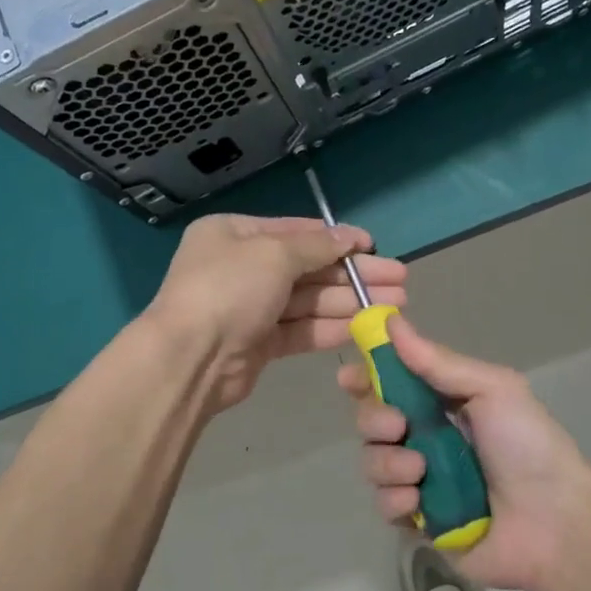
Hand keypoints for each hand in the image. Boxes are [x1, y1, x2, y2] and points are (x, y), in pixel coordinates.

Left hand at [146, 214, 406, 412]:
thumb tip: (349, 238)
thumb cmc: (229, 289)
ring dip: (351, 302)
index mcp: (234, 234)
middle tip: (400, 280)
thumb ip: (316, 246)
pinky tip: (366, 327)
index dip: (337, 239)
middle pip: (308, 268)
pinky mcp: (259, 343)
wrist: (190, 359)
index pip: (295, 232)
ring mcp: (250, 307)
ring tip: (395, 305)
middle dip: (354, 274)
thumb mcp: (274, 254)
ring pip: (309, 301)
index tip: (374, 247)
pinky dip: (332, 327)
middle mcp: (241, 267)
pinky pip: (301, 329)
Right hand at [338, 314, 590, 590]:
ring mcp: (422, 481)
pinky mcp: (420, 521)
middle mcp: (428, 438)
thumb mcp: (493, 389)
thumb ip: (439, 362)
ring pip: (373, 462)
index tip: (349, 377)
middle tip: (398, 425)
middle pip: (373, 420)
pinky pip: (384, 504)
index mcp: (445, 403)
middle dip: (374, 419)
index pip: (392, 382)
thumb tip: (393, 323)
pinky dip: (395, 500)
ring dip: (387, 462)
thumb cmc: (529, 446)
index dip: (367, 377)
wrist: (556, 523)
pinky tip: (417, 502)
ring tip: (420, 471)